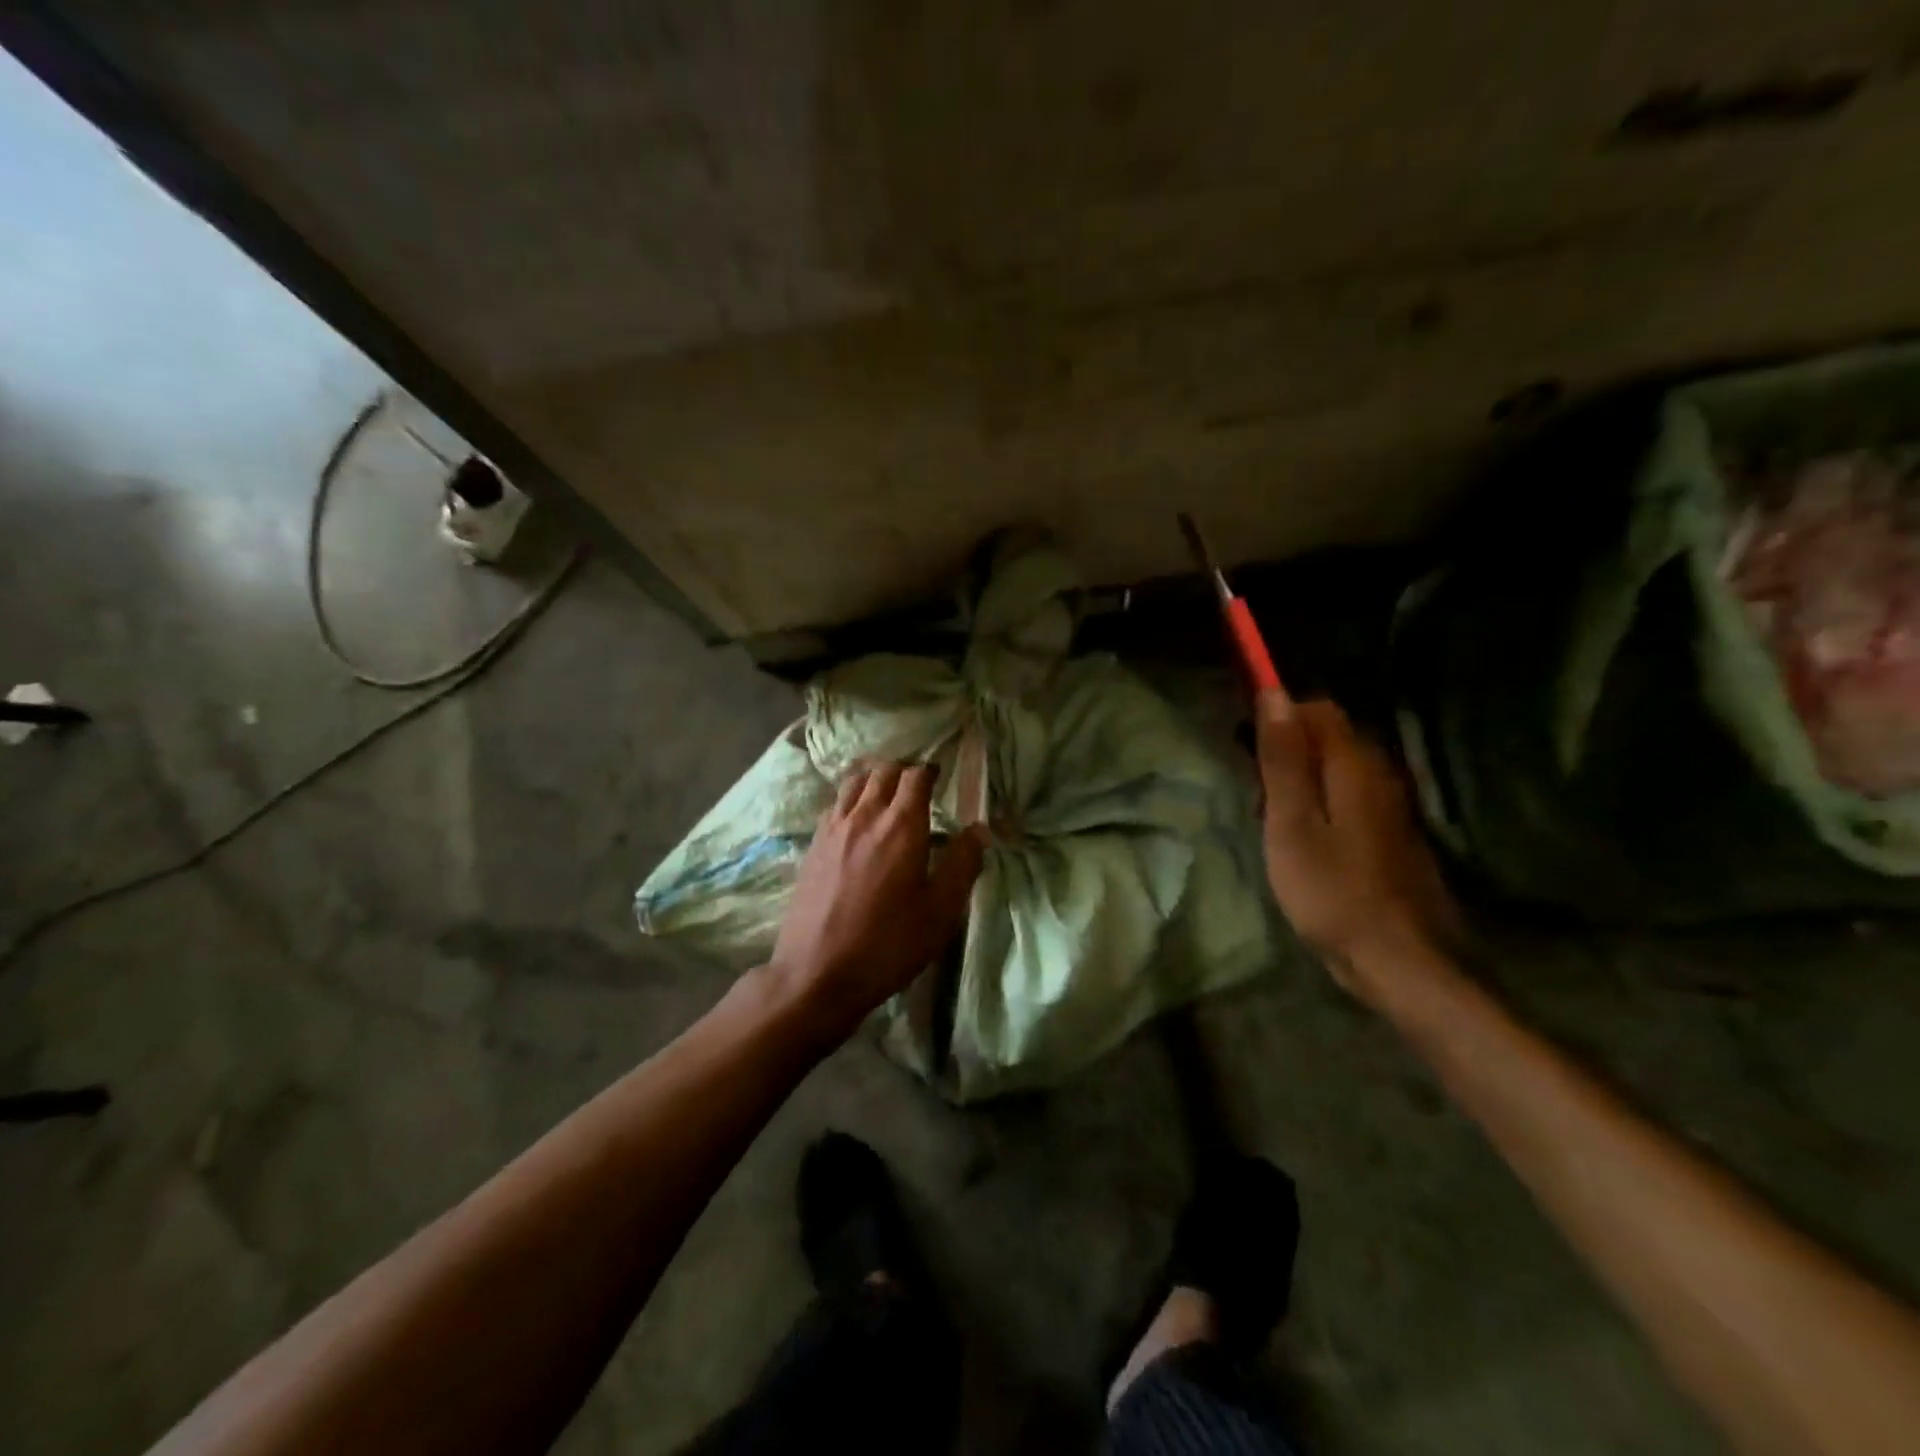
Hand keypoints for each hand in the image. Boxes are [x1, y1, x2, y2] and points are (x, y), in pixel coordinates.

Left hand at [766, 761, 985, 1043]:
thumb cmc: (888, 944)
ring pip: (854, 782)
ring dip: (874, 779)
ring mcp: (834, 828)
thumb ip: (963, 864)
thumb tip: (979, 830)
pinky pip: (835, 804)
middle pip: (883, 771)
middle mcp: (865, 816)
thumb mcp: (940, 911)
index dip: (931, 770)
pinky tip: (857, 820)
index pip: (916, 775)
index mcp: (902, 826)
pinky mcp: (813, 845)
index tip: (942, 777)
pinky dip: (851, 799)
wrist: (817, 973)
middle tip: (918, 786)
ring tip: (887, 795)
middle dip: (904, 770)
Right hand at [1256, 690, 1458, 1004]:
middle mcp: (1379, 776)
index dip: (1279, 715)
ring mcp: (1388, 807)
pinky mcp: (1387, 835)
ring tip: (1269, 817)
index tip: (1244, 745)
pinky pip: (1347, 796)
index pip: (1318, 710)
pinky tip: (1299, 838)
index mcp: (1355, 766)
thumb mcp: (1292, 823)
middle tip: (1254, 789)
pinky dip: (1317, 803)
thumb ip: (1283, 759)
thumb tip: (1274, 694)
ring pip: (1335, 768)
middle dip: (1285, 749)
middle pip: (1328, 737)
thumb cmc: (1331, 890)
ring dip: (1298, 778)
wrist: (1397, 960)